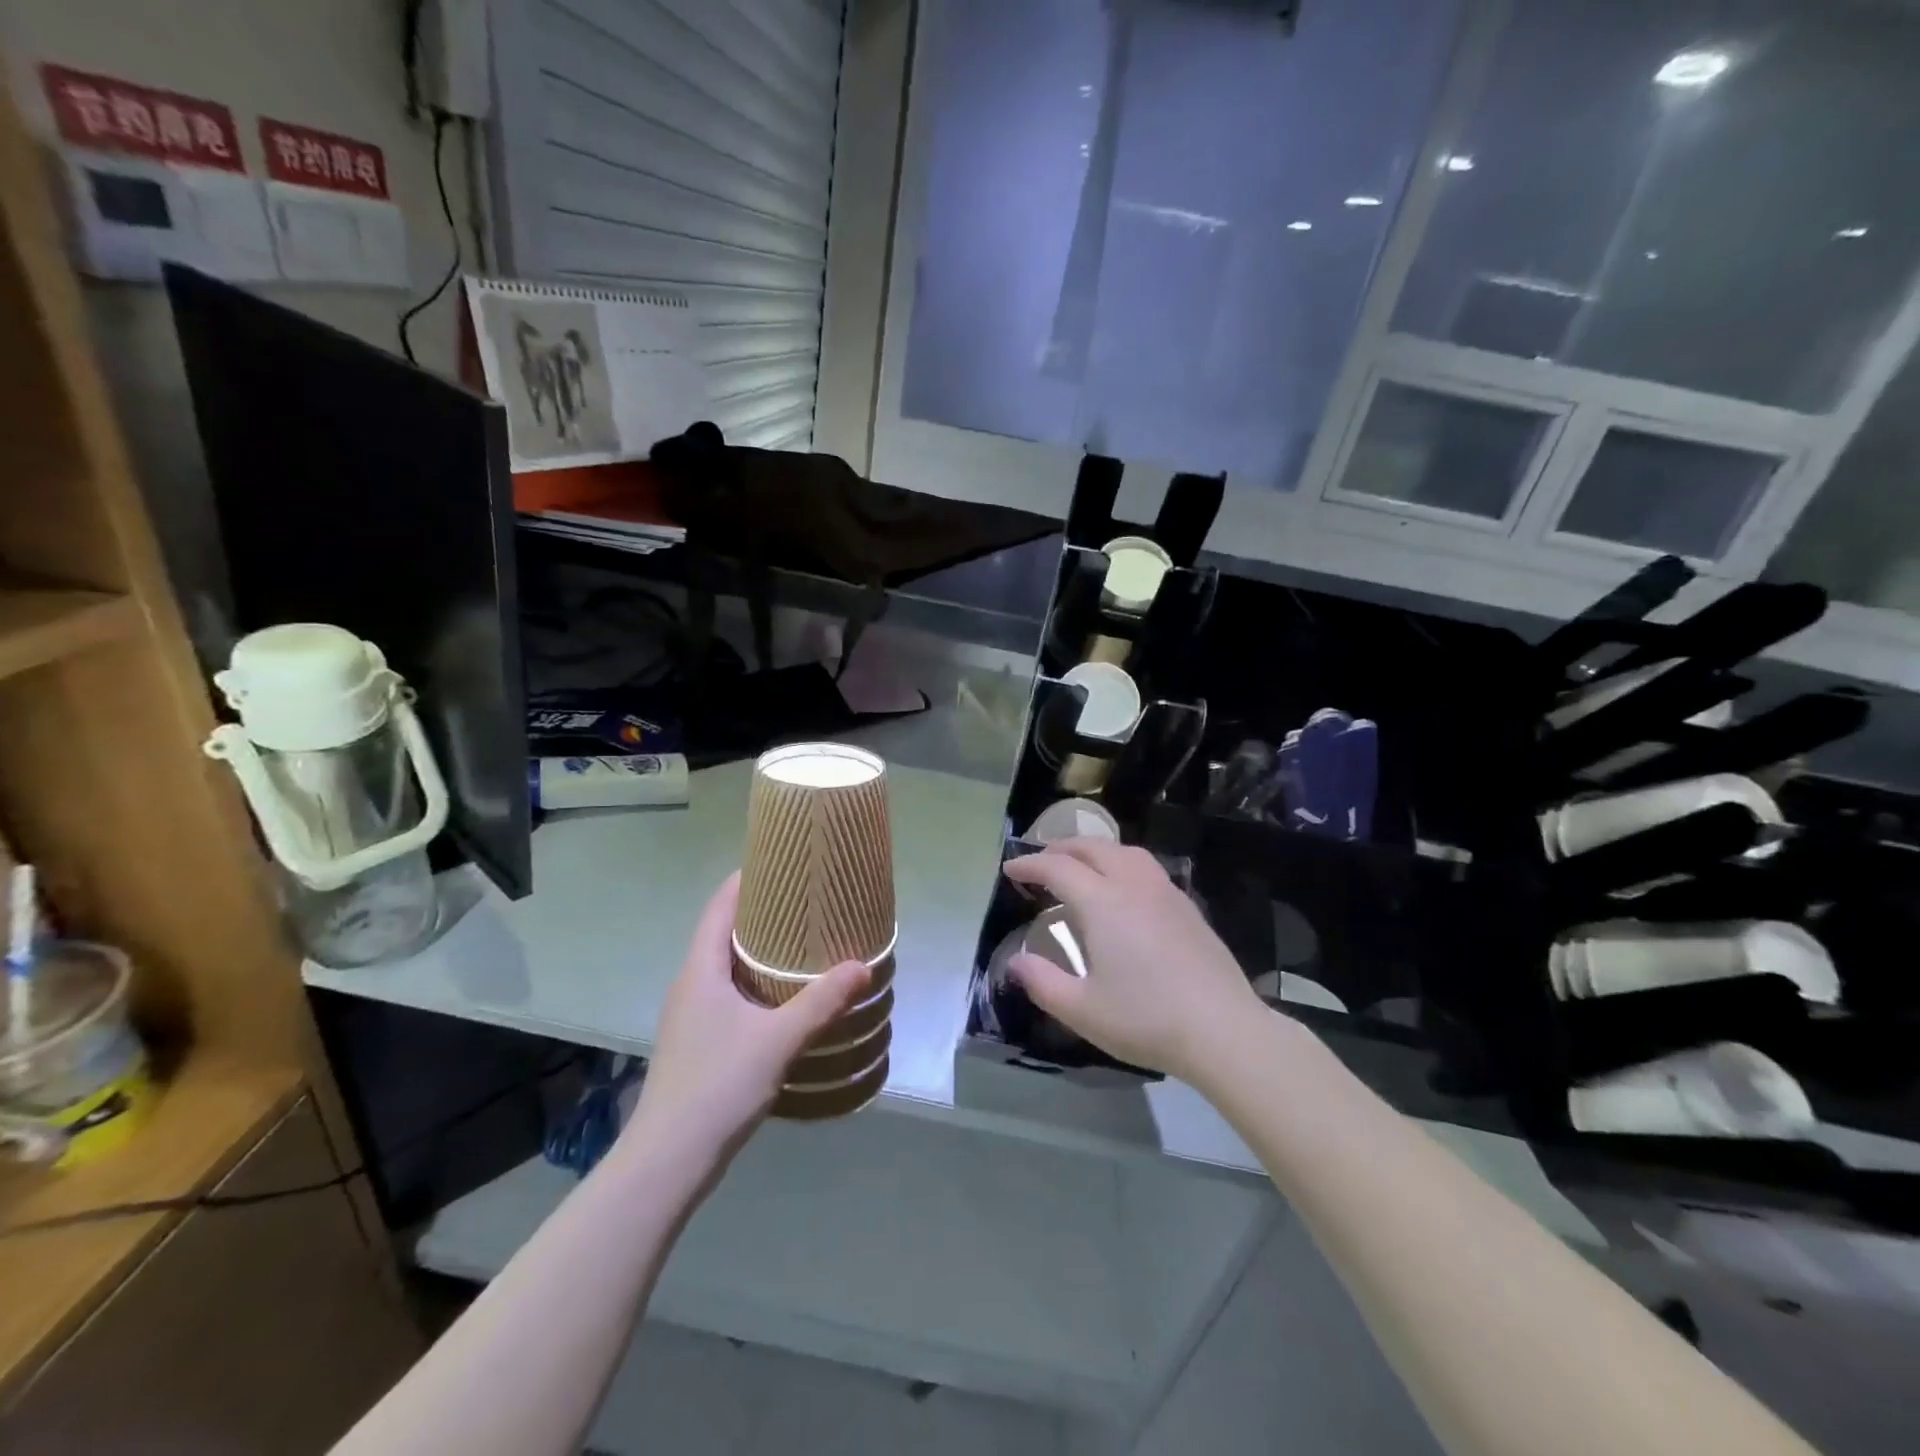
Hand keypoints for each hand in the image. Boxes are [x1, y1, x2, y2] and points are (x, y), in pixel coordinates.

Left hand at [626, 872, 869, 1172]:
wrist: (668, 1161)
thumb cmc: (717, 1086)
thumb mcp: (778, 1040)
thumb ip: (821, 1002)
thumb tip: (863, 965)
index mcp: (700, 971)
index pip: (719, 908)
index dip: (745, 880)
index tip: (781, 862)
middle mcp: (690, 985)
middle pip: (723, 933)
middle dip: (761, 913)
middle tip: (806, 901)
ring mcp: (690, 1015)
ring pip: (726, 966)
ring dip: (759, 950)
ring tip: (802, 943)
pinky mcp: (697, 1041)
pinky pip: (728, 993)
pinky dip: (755, 982)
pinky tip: (784, 998)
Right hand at [1003, 839, 1262, 1081]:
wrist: (1224, 1030)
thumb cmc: (1147, 1020)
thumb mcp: (1082, 1010)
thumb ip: (1042, 982)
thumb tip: (1015, 962)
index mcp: (1103, 903)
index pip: (1058, 868)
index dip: (1030, 864)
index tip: (1010, 869)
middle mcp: (1133, 885)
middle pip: (1092, 848)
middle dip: (1060, 849)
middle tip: (1040, 863)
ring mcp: (1165, 892)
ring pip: (1124, 852)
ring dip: (1094, 851)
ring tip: (1080, 867)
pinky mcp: (1188, 907)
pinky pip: (1146, 867)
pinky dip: (1121, 864)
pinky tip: (1122, 890)